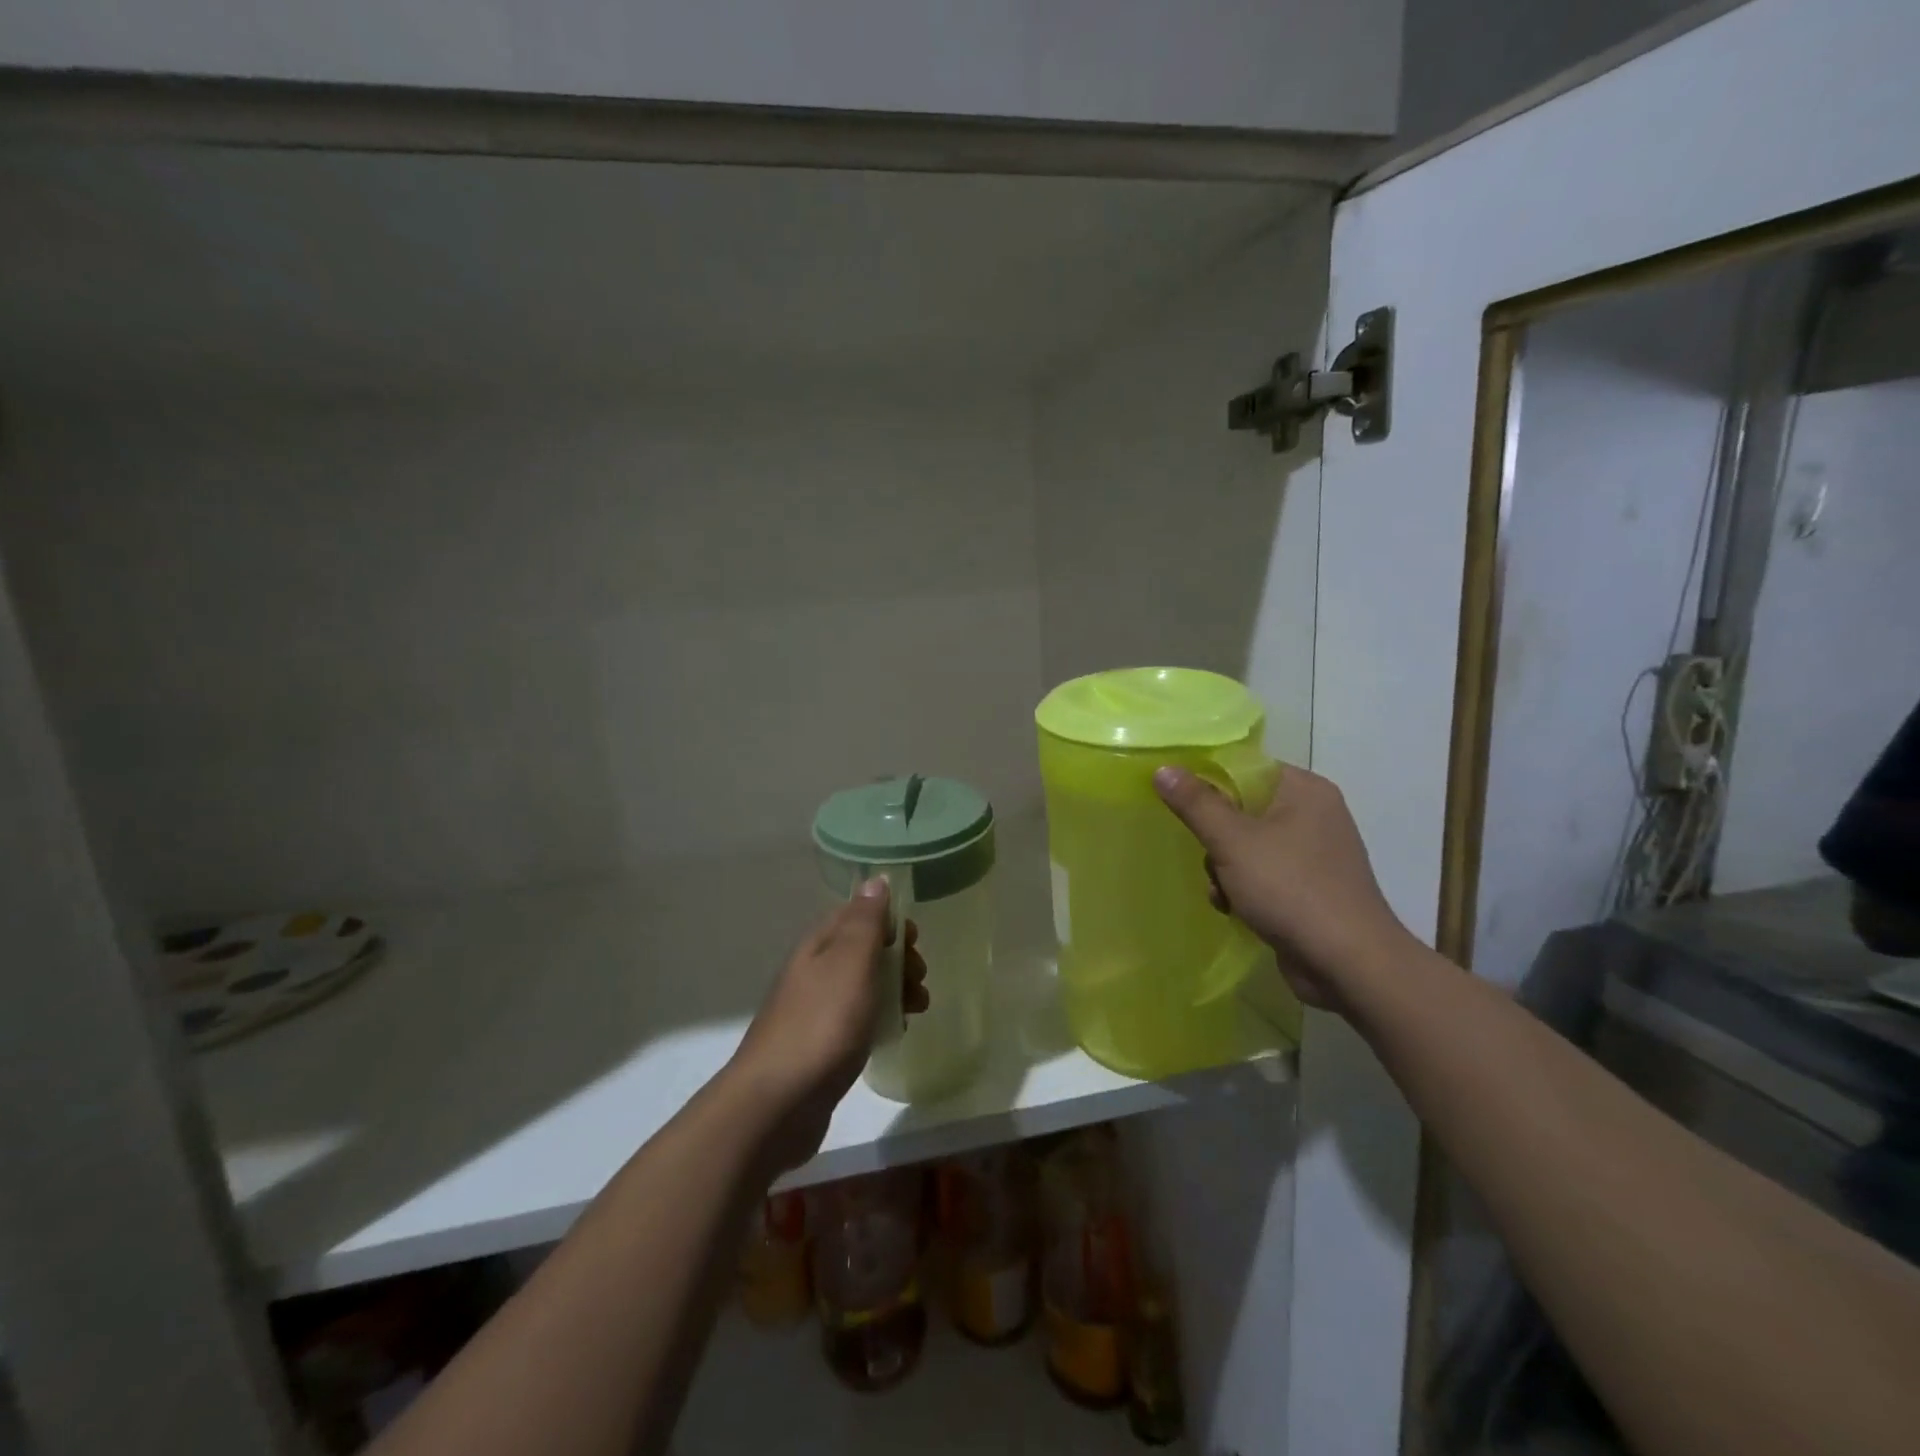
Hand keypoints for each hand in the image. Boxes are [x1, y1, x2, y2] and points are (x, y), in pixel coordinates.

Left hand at [726, 880, 928, 1171]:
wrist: (777, 1103)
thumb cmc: (823, 1024)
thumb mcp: (851, 963)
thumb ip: (866, 921)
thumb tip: (875, 879)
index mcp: (819, 945)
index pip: (857, 915)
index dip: (890, 922)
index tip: (916, 942)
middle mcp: (813, 971)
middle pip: (862, 951)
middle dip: (898, 959)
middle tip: (919, 981)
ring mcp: (813, 1010)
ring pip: (862, 986)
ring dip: (894, 990)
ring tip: (917, 1010)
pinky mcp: (819, 1046)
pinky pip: (856, 1019)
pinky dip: (879, 1019)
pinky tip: (893, 1035)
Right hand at [1153, 763, 1413, 1012]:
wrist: (1349, 964)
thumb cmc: (1291, 889)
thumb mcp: (1233, 842)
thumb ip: (1196, 803)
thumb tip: (1164, 768)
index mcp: (1304, 790)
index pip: (1245, 768)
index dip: (1208, 782)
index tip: (1180, 803)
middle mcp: (1313, 814)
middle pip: (1242, 808)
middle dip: (1215, 838)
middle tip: (1208, 857)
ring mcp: (1313, 854)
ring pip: (1247, 845)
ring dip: (1224, 869)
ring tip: (1222, 893)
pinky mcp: (1310, 888)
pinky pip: (1263, 874)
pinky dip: (1243, 888)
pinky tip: (1233, 909)